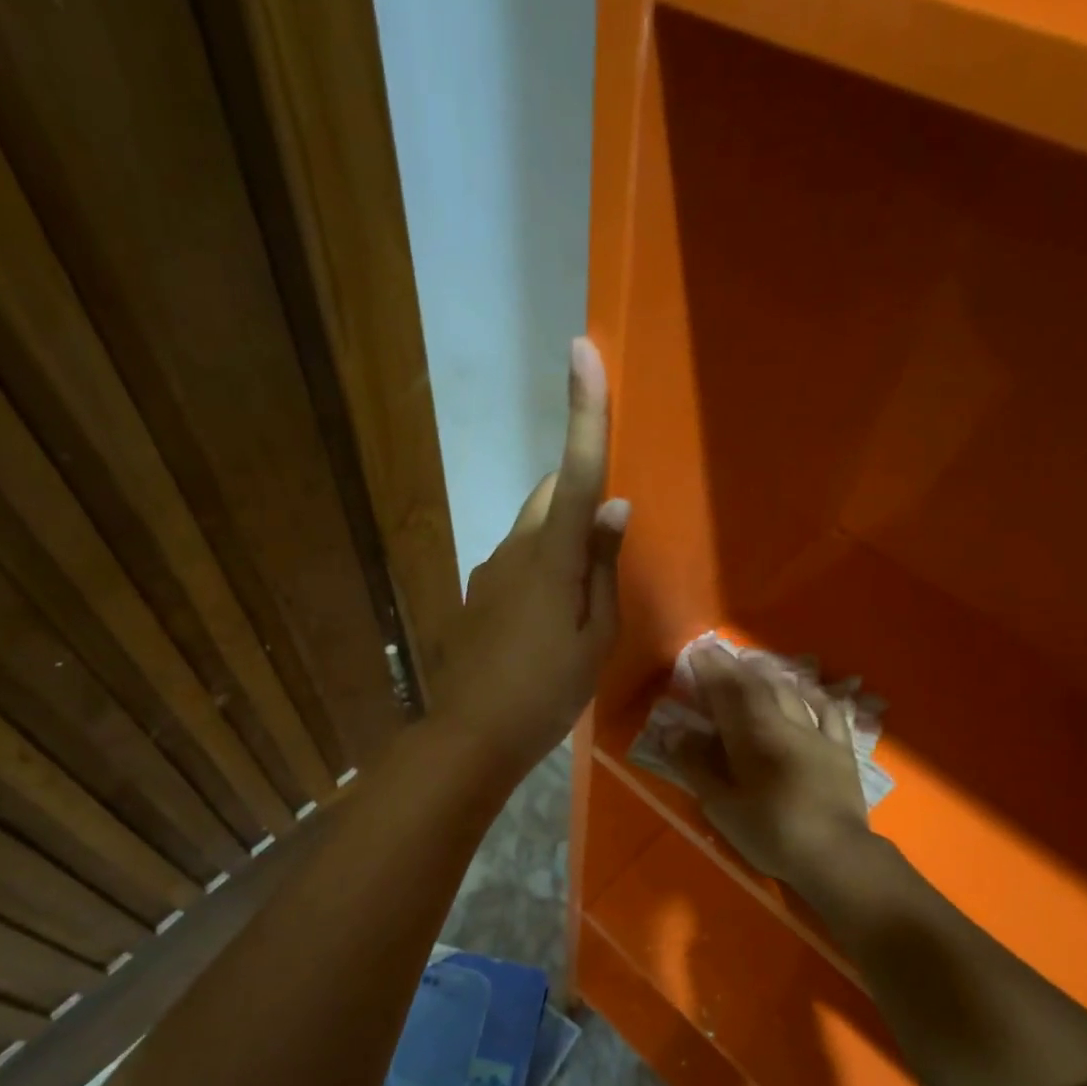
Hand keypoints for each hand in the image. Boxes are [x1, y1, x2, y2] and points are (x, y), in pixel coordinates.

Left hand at [433, 338, 628, 773]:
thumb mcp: (595, 637)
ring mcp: (488, 570)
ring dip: (558, 540)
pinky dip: (538, 567)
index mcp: (552, 558)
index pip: (578, 473)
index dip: (583, 412)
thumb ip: (603, 567)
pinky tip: (545, 619)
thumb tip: (614, 508)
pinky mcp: (475, 592)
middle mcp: (514, 549)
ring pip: (531, 529)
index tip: (581, 351)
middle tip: (602, 543)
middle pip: (549, 495)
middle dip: (576, 495)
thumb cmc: (547, 691)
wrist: (473, 734)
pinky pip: (516, 560)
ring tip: (577, 599)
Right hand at [672, 646, 873, 888]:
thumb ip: (696, 765)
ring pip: (792, 692)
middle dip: (735, 666)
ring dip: (770, 673)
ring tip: (754, 661)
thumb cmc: (771, 833)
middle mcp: (785, 725)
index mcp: (753, 737)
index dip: (711, 670)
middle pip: (758, 687)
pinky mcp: (840, 749)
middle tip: (718, 651)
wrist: (835, 856)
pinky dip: (814, 694)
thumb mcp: (722, 806)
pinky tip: (806, 688)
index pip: (728, 693)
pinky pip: (828, 711)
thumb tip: (672, 730)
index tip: (696, 651)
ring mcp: (817, 734)